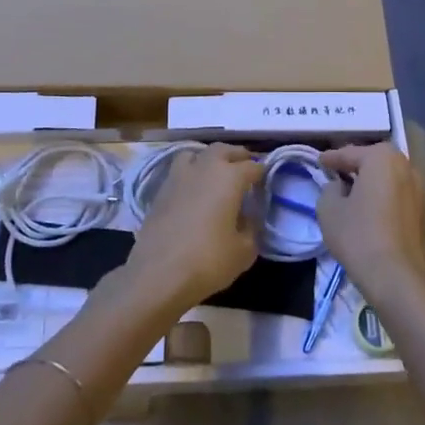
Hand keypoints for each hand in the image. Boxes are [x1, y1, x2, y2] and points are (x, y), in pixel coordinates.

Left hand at [128, 144, 261, 313]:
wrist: (158, 274)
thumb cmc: (208, 261)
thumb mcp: (244, 251)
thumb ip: (251, 228)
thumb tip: (248, 216)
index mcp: (230, 177)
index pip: (253, 167)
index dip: (262, 173)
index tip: (266, 183)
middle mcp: (204, 168)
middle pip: (224, 149)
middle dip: (237, 156)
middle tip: (245, 168)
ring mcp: (179, 177)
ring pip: (196, 153)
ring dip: (209, 158)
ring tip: (215, 173)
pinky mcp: (160, 190)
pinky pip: (179, 171)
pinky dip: (190, 173)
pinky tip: (193, 191)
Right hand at [317, 144, 424, 306]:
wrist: (396, 277)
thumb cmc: (358, 235)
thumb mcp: (328, 209)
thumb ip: (329, 189)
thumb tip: (339, 187)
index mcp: (382, 158)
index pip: (350, 153)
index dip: (331, 158)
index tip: (319, 162)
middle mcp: (406, 166)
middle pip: (374, 161)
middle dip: (355, 165)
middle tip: (336, 173)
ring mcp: (420, 189)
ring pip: (388, 178)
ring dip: (371, 181)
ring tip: (352, 192)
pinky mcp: (424, 211)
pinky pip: (397, 194)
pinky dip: (383, 196)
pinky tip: (370, 209)